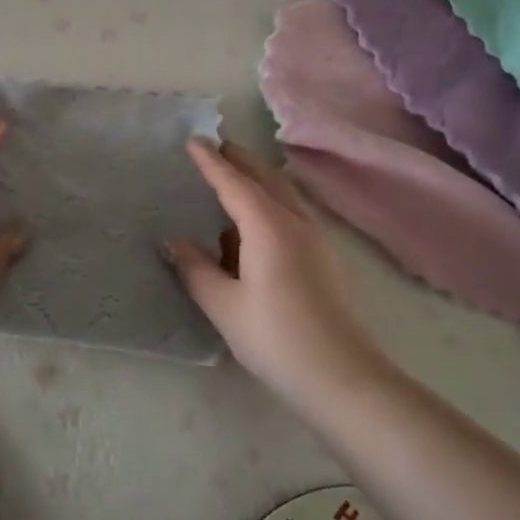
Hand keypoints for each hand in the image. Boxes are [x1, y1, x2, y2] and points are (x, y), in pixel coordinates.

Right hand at [164, 139, 385, 407]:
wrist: (344, 378)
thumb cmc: (276, 338)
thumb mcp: (224, 305)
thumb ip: (196, 269)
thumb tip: (175, 242)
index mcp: (268, 227)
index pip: (233, 184)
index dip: (211, 162)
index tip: (193, 140)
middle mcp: (296, 224)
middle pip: (266, 180)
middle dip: (241, 161)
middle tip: (217, 147)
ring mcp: (316, 241)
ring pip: (284, 196)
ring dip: (259, 180)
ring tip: (236, 178)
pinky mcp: (325, 260)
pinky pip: (293, 215)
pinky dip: (272, 203)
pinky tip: (258, 225)